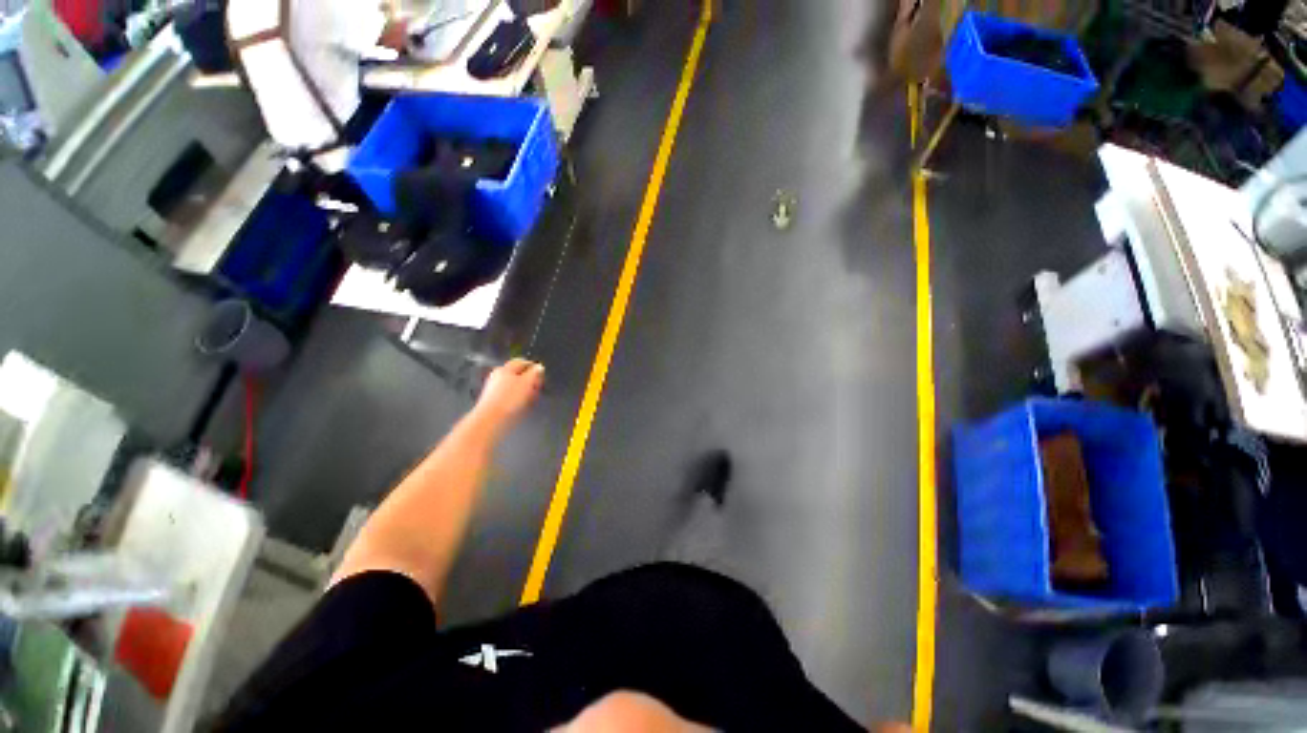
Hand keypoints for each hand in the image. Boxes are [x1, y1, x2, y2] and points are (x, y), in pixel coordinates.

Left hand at [475, 358, 543, 428]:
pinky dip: (517, 398)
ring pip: (513, 386)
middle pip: (517, 374)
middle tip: (538, 386)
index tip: (542, 374)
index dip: (533, 367)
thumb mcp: (528, 383)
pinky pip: (509, 396)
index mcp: (505, 369)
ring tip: (532, 398)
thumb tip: (539, 367)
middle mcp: (497, 376)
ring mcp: (494, 389)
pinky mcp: (493, 401)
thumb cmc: (510, 399)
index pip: (521, 362)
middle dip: (529, 380)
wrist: (491, 420)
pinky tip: (522, 405)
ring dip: (524, 390)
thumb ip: (535, 373)